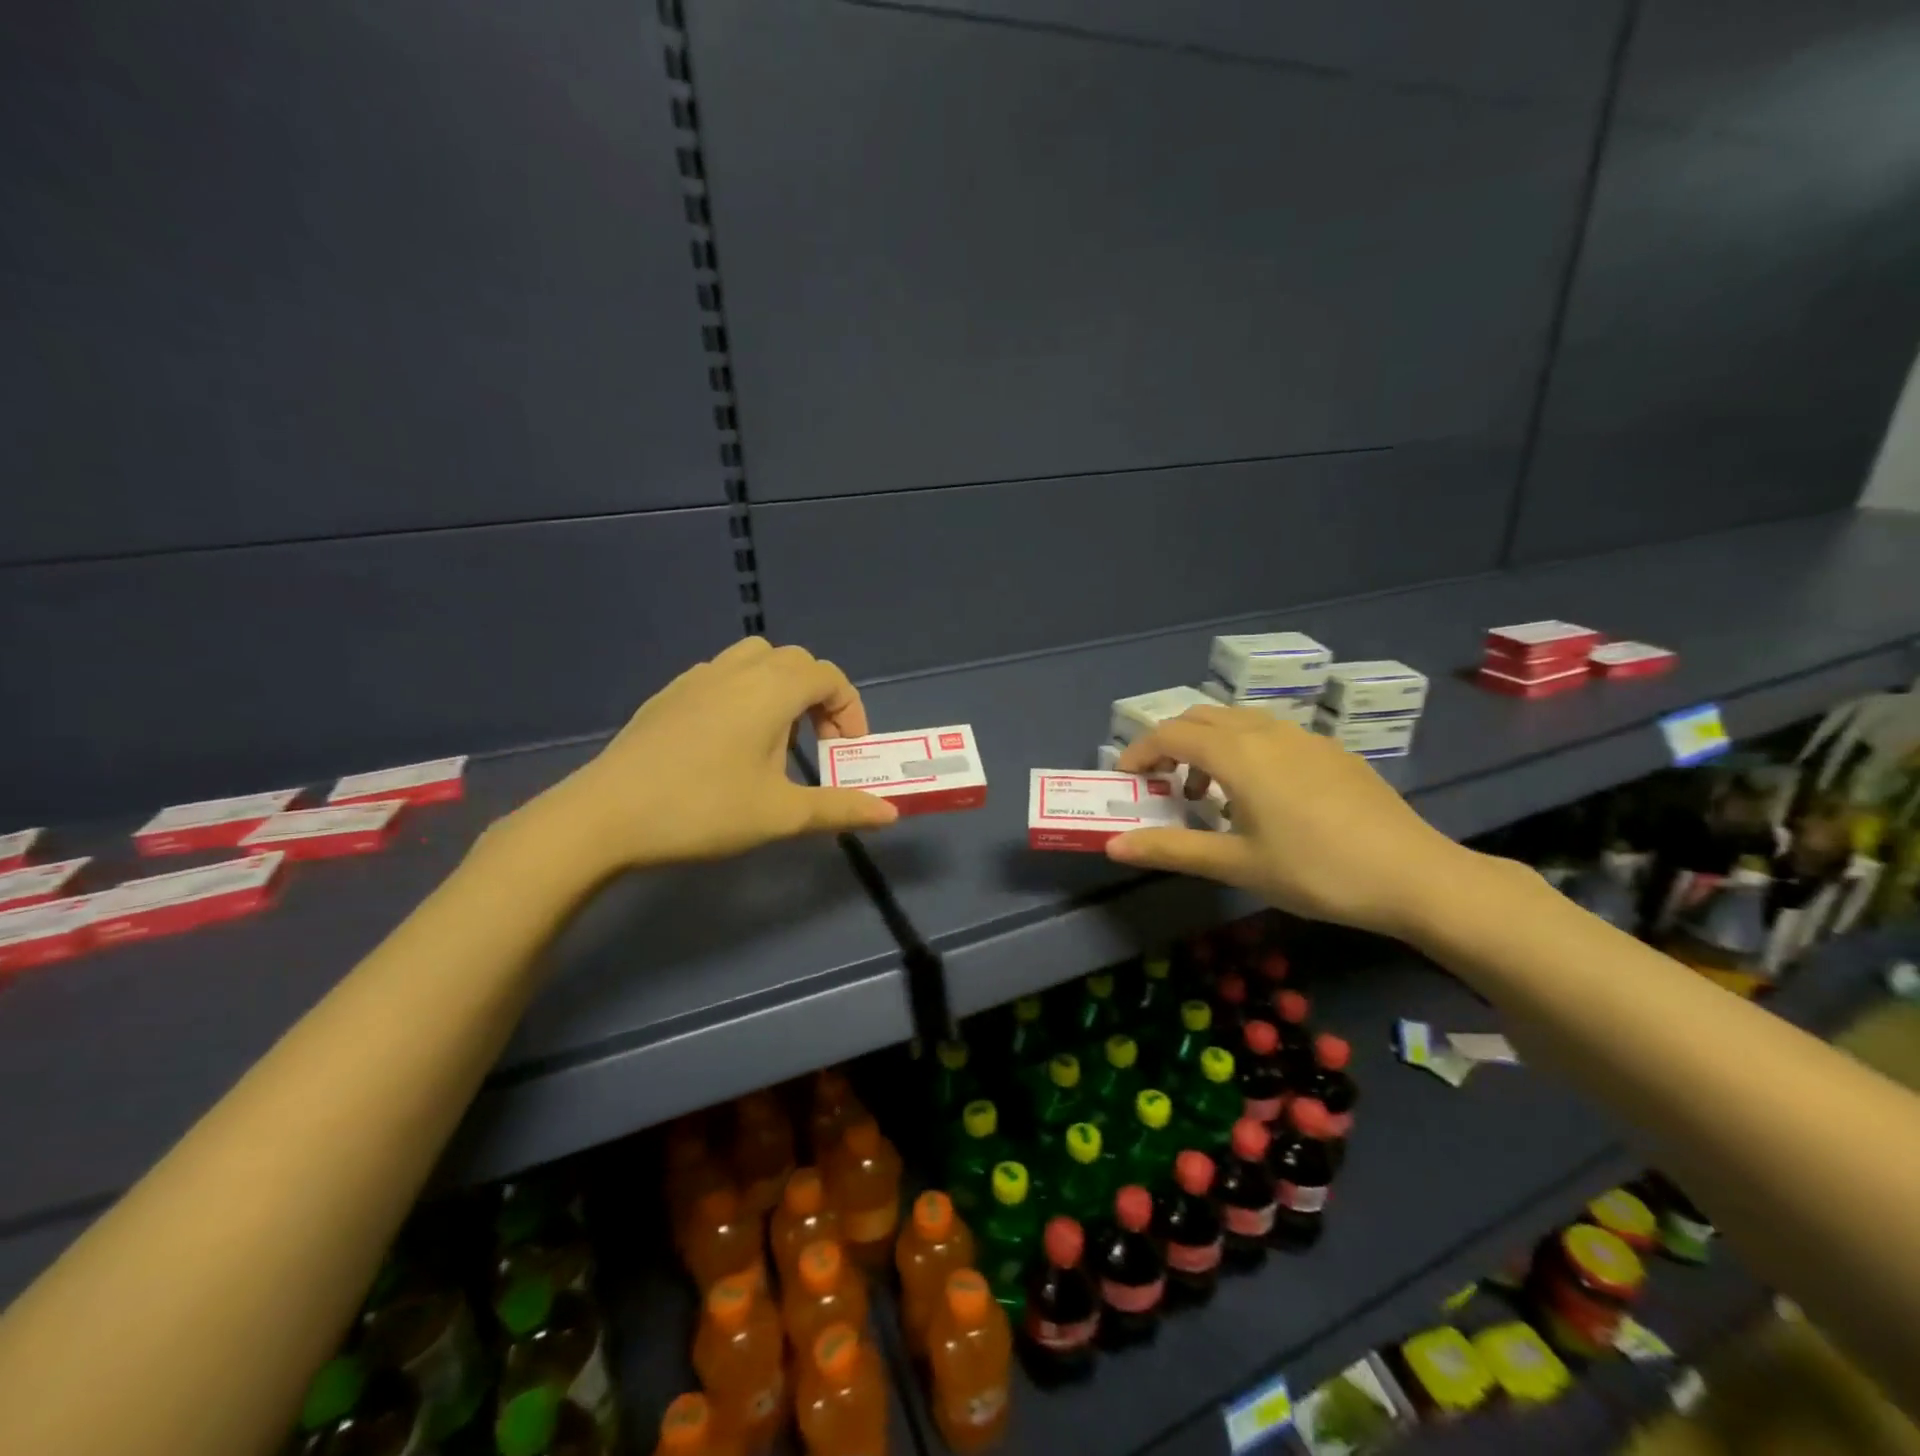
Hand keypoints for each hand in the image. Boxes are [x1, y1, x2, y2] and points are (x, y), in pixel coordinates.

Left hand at [522, 638, 897, 874]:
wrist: (605, 816)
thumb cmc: (703, 809)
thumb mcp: (781, 814)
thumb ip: (840, 808)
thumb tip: (890, 813)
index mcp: (771, 689)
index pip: (828, 676)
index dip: (850, 709)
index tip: (848, 751)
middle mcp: (737, 670)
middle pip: (795, 661)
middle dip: (819, 697)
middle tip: (819, 744)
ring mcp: (697, 678)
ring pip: (754, 660)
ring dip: (780, 689)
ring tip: (776, 737)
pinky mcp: (668, 695)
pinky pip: (721, 676)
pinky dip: (744, 694)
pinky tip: (729, 742)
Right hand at [1110, 705, 1470, 938]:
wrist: (1416, 876)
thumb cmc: (1316, 871)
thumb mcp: (1237, 864)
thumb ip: (1171, 850)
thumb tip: (1112, 846)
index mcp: (1239, 754)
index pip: (1171, 734)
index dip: (1140, 752)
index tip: (1126, 780)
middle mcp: (1268, 732)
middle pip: (1201, 718)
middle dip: (1171, 743)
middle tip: (1161, 784)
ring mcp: (1305, 738)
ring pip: (1238, 722)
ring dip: (1208, 747)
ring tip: (1208, 795)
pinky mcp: (1332, 752)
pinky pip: (1270, 734)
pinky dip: (1243, 751)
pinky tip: (1260, 798)